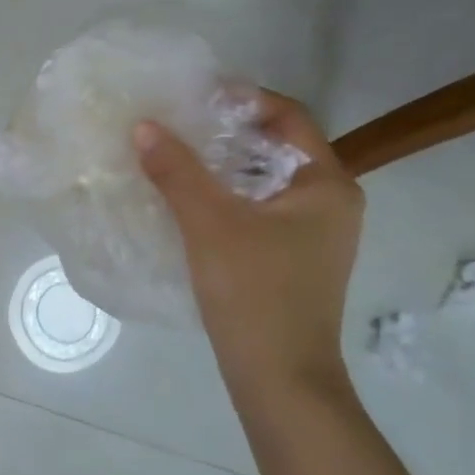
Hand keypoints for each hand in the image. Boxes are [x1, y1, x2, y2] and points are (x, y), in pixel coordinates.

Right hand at [135, 91, 362, 405]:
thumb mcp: (210, 225)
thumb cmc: (255, 293)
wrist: (281, 378)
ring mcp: (314, 235)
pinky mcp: (293, 259)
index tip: (195, 95)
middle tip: (177, 123)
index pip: (288, 116)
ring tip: (174, 157)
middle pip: (276, 147)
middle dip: (226, 132)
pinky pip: (259, 210)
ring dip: (222, 167)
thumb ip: (177, 171)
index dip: (243, 98)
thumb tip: (144, 126)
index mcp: (326, 184)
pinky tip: (187, 203)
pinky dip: (226, 198)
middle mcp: (330, 202)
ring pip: (264, 182)